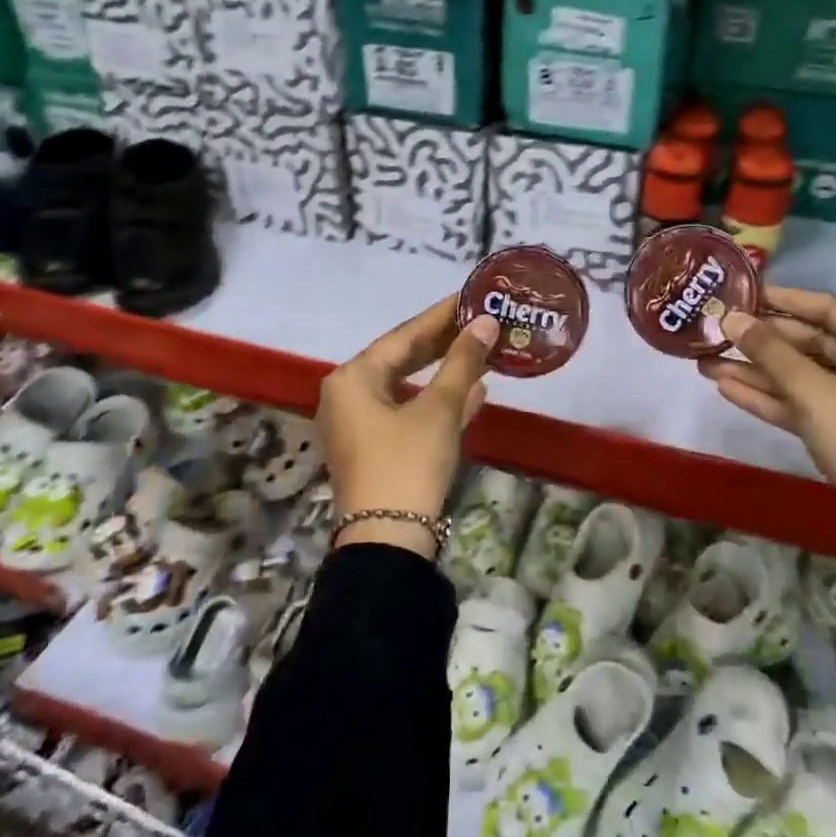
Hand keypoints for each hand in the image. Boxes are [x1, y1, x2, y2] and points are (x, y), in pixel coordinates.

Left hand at [317, 295, 498, 556]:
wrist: (388, 539)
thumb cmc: (408, 463)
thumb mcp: (439, 409)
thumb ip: (462, 362)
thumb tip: (487, 322)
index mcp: (353, 378)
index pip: (403, 335)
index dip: (441, 316)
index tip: (472, 297)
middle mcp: (348, 395)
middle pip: (402, 358)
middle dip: (444, 342)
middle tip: (480, 321)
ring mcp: (360, 425)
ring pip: (408, 386)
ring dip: (445, 372)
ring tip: (482, 350)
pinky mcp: (375, 449)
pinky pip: (408, 412)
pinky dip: (438, 401)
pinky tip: (475, 391)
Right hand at [700, 287, 835, 567]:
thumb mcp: (813, 391)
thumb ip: (769, 352)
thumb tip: (730, 317)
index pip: (826, 307)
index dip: (782, 299)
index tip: (740, 292)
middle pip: (808, 341)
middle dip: (760, 340)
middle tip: (714, 331)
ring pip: (798, 375)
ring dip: (755, 370)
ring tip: (705, 361)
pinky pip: (799, 402)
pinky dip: (766, 396)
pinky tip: (725, 387)